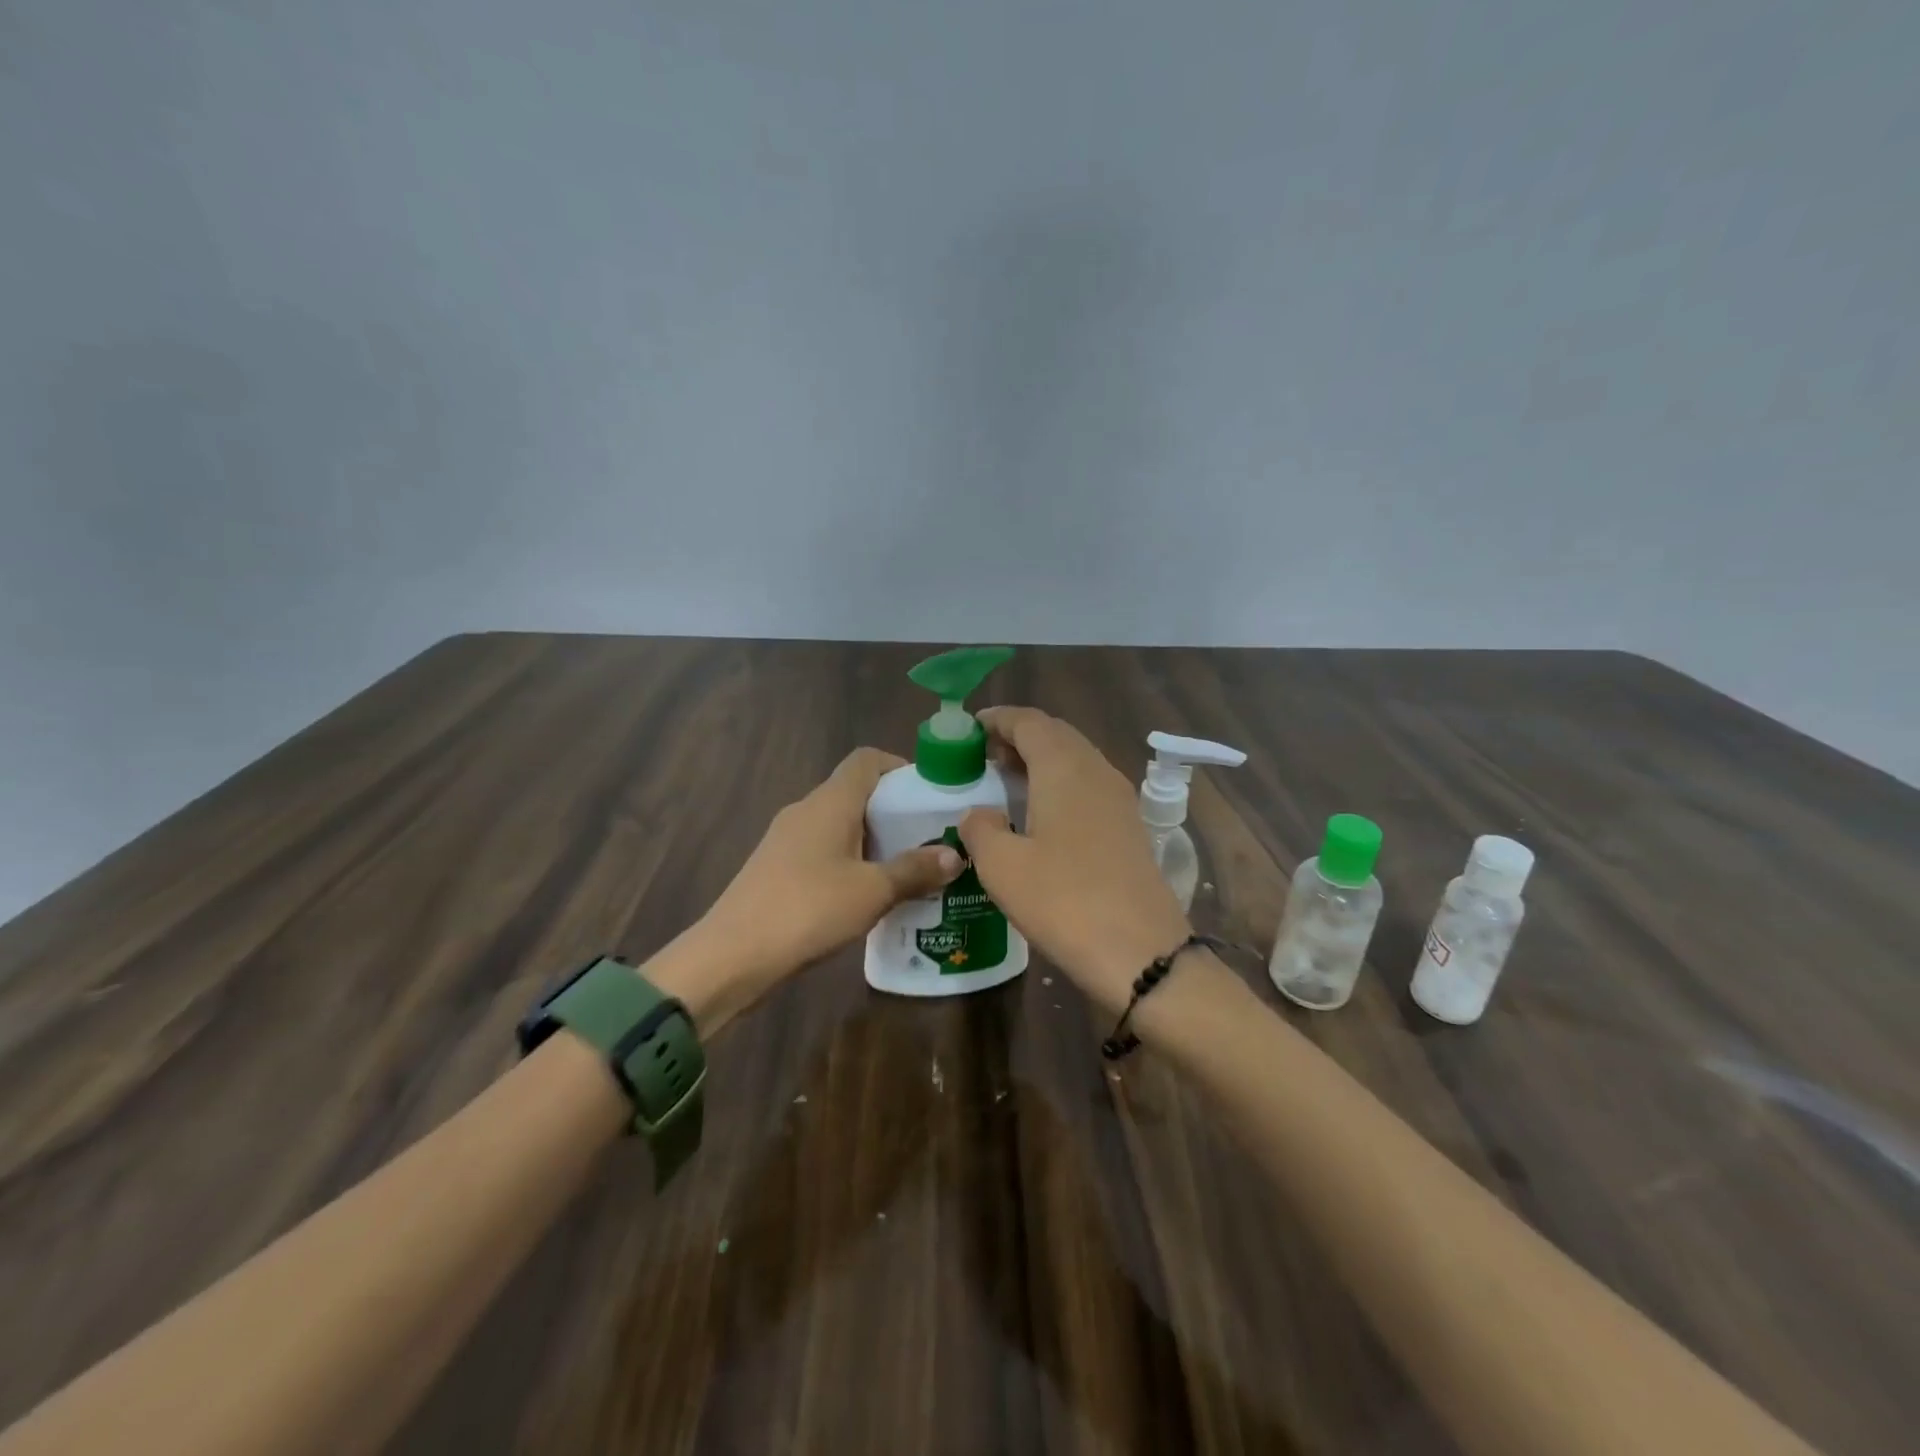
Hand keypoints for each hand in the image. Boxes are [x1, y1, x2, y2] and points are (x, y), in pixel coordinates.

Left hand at [681, 748, 961, 1018]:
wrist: (732, 957)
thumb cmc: (808, 910)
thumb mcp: (872, 892)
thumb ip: (915, 870)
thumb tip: (956, 854)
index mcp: (830, 802)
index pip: (867, 760)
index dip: (900, 767)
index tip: (930, 795)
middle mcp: (806, 810)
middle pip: (856, 792)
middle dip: (895, 811)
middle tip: (930, 839)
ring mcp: (787, 839)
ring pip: (840, 825)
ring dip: (874, 840)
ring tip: (908, 870)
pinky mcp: (777, 868)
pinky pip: (824, 850)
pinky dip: (851, 861)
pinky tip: (869, 895)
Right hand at [958, 707, 1190, 1013]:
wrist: (1142, 953)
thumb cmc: (1064, 901)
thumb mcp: (1002, 866)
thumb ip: (981, 828)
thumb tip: (979, 814)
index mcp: (1064, 768)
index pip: (1029, 721)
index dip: (998, 719)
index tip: (969, 729)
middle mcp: (1096, 771)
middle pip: (1056, 734)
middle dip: (1018, 737)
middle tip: (983, 757)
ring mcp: (1119, 799)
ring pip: (1075, 760)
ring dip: (1040, 761)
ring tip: (1007, 783)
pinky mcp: (1129, 827)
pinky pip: (1088, 786)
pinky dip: (1059, 785)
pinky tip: (1041, 817)